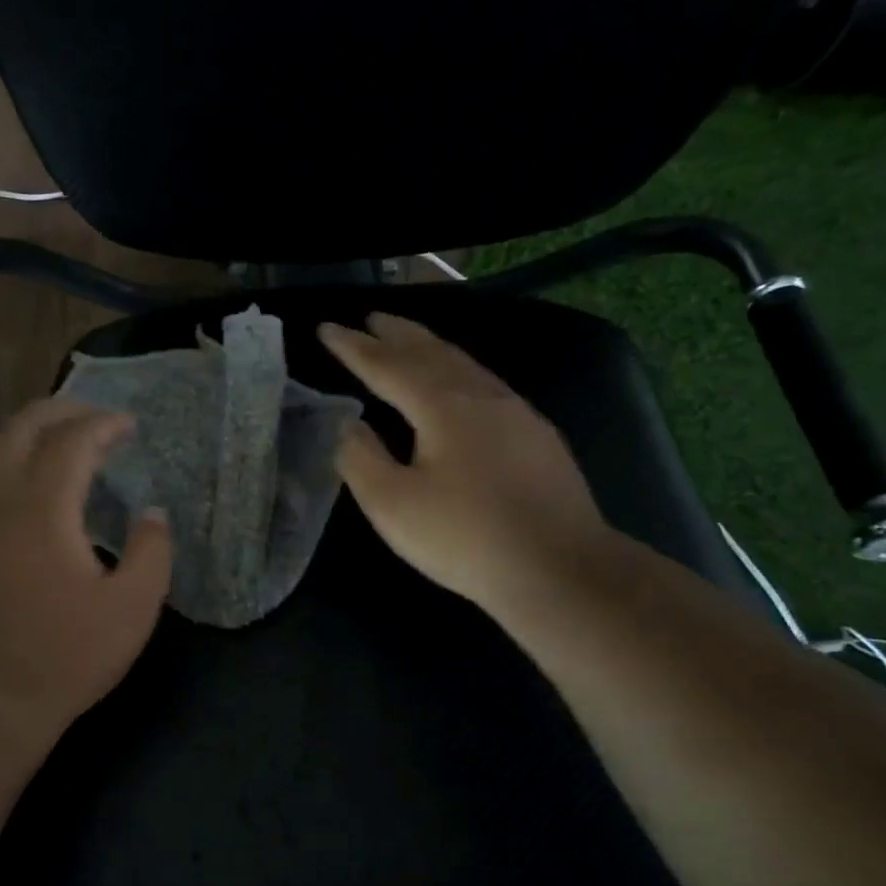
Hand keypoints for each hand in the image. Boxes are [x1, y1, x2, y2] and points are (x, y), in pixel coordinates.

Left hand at [0, 398, 172, 747]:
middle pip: (22, 427)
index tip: (128, 425)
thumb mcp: (133, 608)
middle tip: (95, 420)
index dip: (104, 424)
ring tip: (56, 441)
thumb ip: (152, 551)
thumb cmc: (66, 656)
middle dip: (62, 412)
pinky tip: (9, 481)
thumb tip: (152, 512)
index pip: (72, 440)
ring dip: (25, 433)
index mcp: (42, 508)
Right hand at [318, 313, 611, 622]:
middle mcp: (482, 396)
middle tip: (371, 318)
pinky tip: (459, 386)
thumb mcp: (392, 505)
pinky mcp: (537, 437)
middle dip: (397, 334)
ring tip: (409, 340)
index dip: (354, 348)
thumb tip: (349, 425)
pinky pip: (486, 385)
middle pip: (432, 352)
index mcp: (442, 406)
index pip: (387, 366)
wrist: (559, 568)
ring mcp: (517, 413)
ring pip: (465, 365)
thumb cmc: (464, 537)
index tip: (326, 327)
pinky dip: (458, 372)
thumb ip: (361, 459)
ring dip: (431, 348)